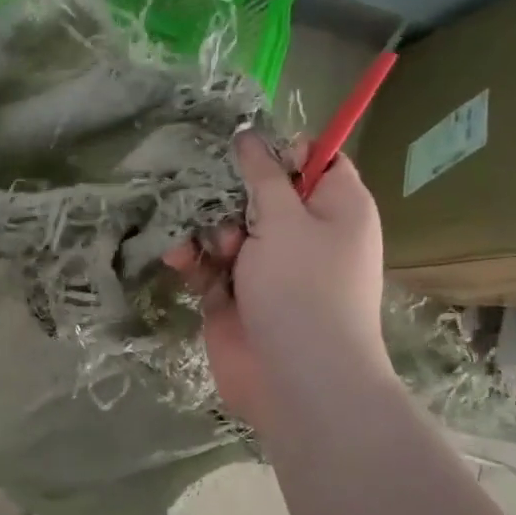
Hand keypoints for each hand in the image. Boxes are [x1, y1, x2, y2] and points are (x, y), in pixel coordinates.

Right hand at [166, 135, 389, 432]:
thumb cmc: (303, 288)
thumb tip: (250, 135)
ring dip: (210, 232)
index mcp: (336, 209)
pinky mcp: (235, 298)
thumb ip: (264, 176)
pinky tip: (180, 261)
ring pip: (228, 230)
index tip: (245, 151)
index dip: (283, 152)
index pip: (316, 162)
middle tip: (223, 205)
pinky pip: (210, 267)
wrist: (297, 379)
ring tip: (211, 249)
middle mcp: (304, 235)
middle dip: (231, 196)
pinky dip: (195, 262)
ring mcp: (267, 270)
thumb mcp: (285, 219)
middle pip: (261, 195)